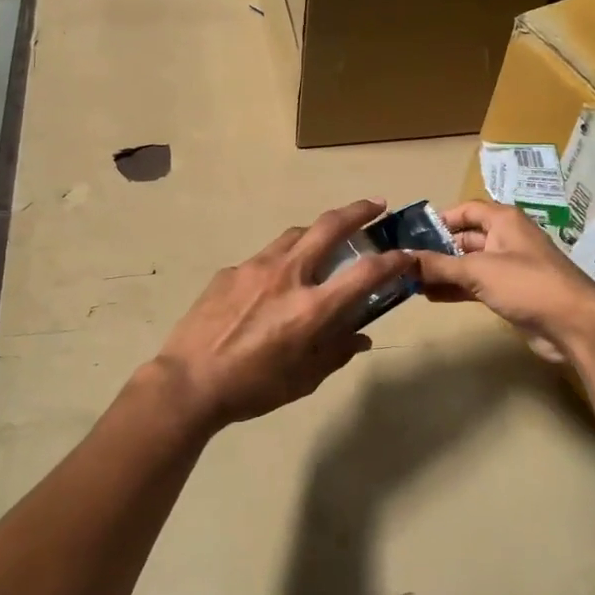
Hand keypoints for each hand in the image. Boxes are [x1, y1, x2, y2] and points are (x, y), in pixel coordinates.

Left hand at [151, 199, 411, 432]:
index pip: (365, 272)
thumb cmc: (252, 388)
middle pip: (328, 227)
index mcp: (312, 307)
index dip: (393, 261)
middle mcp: (288, 275)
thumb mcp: (304, 379)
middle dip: (358, 211)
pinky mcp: (230, 271)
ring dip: (317, 231)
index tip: (406, 255)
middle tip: (375, 206)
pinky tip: (273, 284)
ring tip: (326, 240)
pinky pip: (264, 258)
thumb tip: (359, 337)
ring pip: (294, 235)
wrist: (188, 382)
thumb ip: (336, 352)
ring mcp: (255, 267)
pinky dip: (281, 262)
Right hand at [415, 200, 594, 363]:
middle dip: (436, 249)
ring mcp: (509, 267)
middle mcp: (506, 239)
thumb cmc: (527, 284)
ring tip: (411, 281)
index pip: (466, 210)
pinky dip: (455, 288)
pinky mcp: (510, 292)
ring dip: (443, 272)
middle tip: (405, 262)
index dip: (440, 219)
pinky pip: (476, 285)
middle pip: (465, 238)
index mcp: (503, 221)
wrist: (574, 324)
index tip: (411, 234)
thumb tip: (404, 259)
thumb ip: (439, 265)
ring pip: (468, 264)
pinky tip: (431, 296)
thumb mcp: (478, 270)